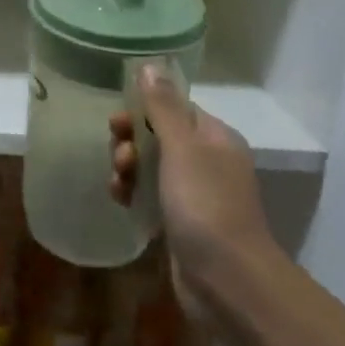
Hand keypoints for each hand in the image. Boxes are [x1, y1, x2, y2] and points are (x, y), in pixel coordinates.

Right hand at [109, 65, 277, 320]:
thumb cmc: (205, 205)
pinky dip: (133, 196)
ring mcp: (195, 195)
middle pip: (158, 137)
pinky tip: (122, 203)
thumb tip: (150, 65)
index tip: (117, 124)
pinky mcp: (181, 223)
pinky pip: (150, 197)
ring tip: (119, 187)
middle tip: (120, 159)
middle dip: (131, 143)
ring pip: (150, 168)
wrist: (227, 281)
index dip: (142, 112)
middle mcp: (207, 162)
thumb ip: (162, 107)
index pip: (173, 109)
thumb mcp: (181, 149)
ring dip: (128, 170)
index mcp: (214, 138)